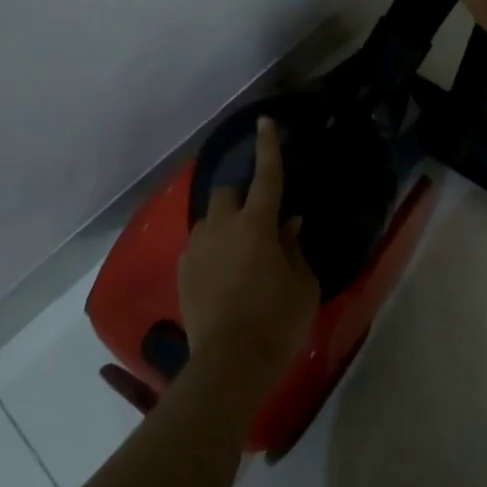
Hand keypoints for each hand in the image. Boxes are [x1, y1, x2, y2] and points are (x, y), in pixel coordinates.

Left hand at [179, 117, 319, 387]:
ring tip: (239, 253)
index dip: (268, 147)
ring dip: (225, 225)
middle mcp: (222, 227)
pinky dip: (213, 249)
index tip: (266, 121)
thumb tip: (289, 224)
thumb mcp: (303, 285)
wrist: (229, 365)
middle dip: (242, 197)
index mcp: (257, 225)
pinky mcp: (183, 271)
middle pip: (227, 192)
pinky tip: (224, 276)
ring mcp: (197, 249)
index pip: (266, 176)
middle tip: (258, 221)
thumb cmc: (277, 322)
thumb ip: (295, 248)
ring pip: (210, 220)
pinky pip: (199, 246)